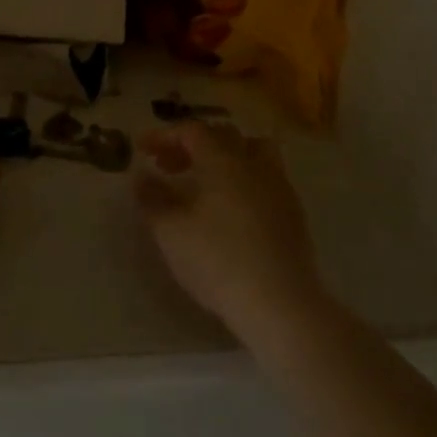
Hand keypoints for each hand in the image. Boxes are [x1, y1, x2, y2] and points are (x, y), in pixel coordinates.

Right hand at [134, 121, 321, 333]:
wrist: (281, 306)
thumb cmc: (218, 261)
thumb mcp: (171, 232)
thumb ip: (152, 199)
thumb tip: (141, 177)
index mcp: (223, 161)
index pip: (192, 130)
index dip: (164, 135)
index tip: (142, 151)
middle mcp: (254, 165)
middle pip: (223, 136)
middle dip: (192, 145)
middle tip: (168, 167)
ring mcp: (280, 188)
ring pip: (254, 152)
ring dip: (226, 157)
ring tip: (206, 180)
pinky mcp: (295, 215)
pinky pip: (267, 179)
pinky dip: (245, 181)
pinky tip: (232, 210)